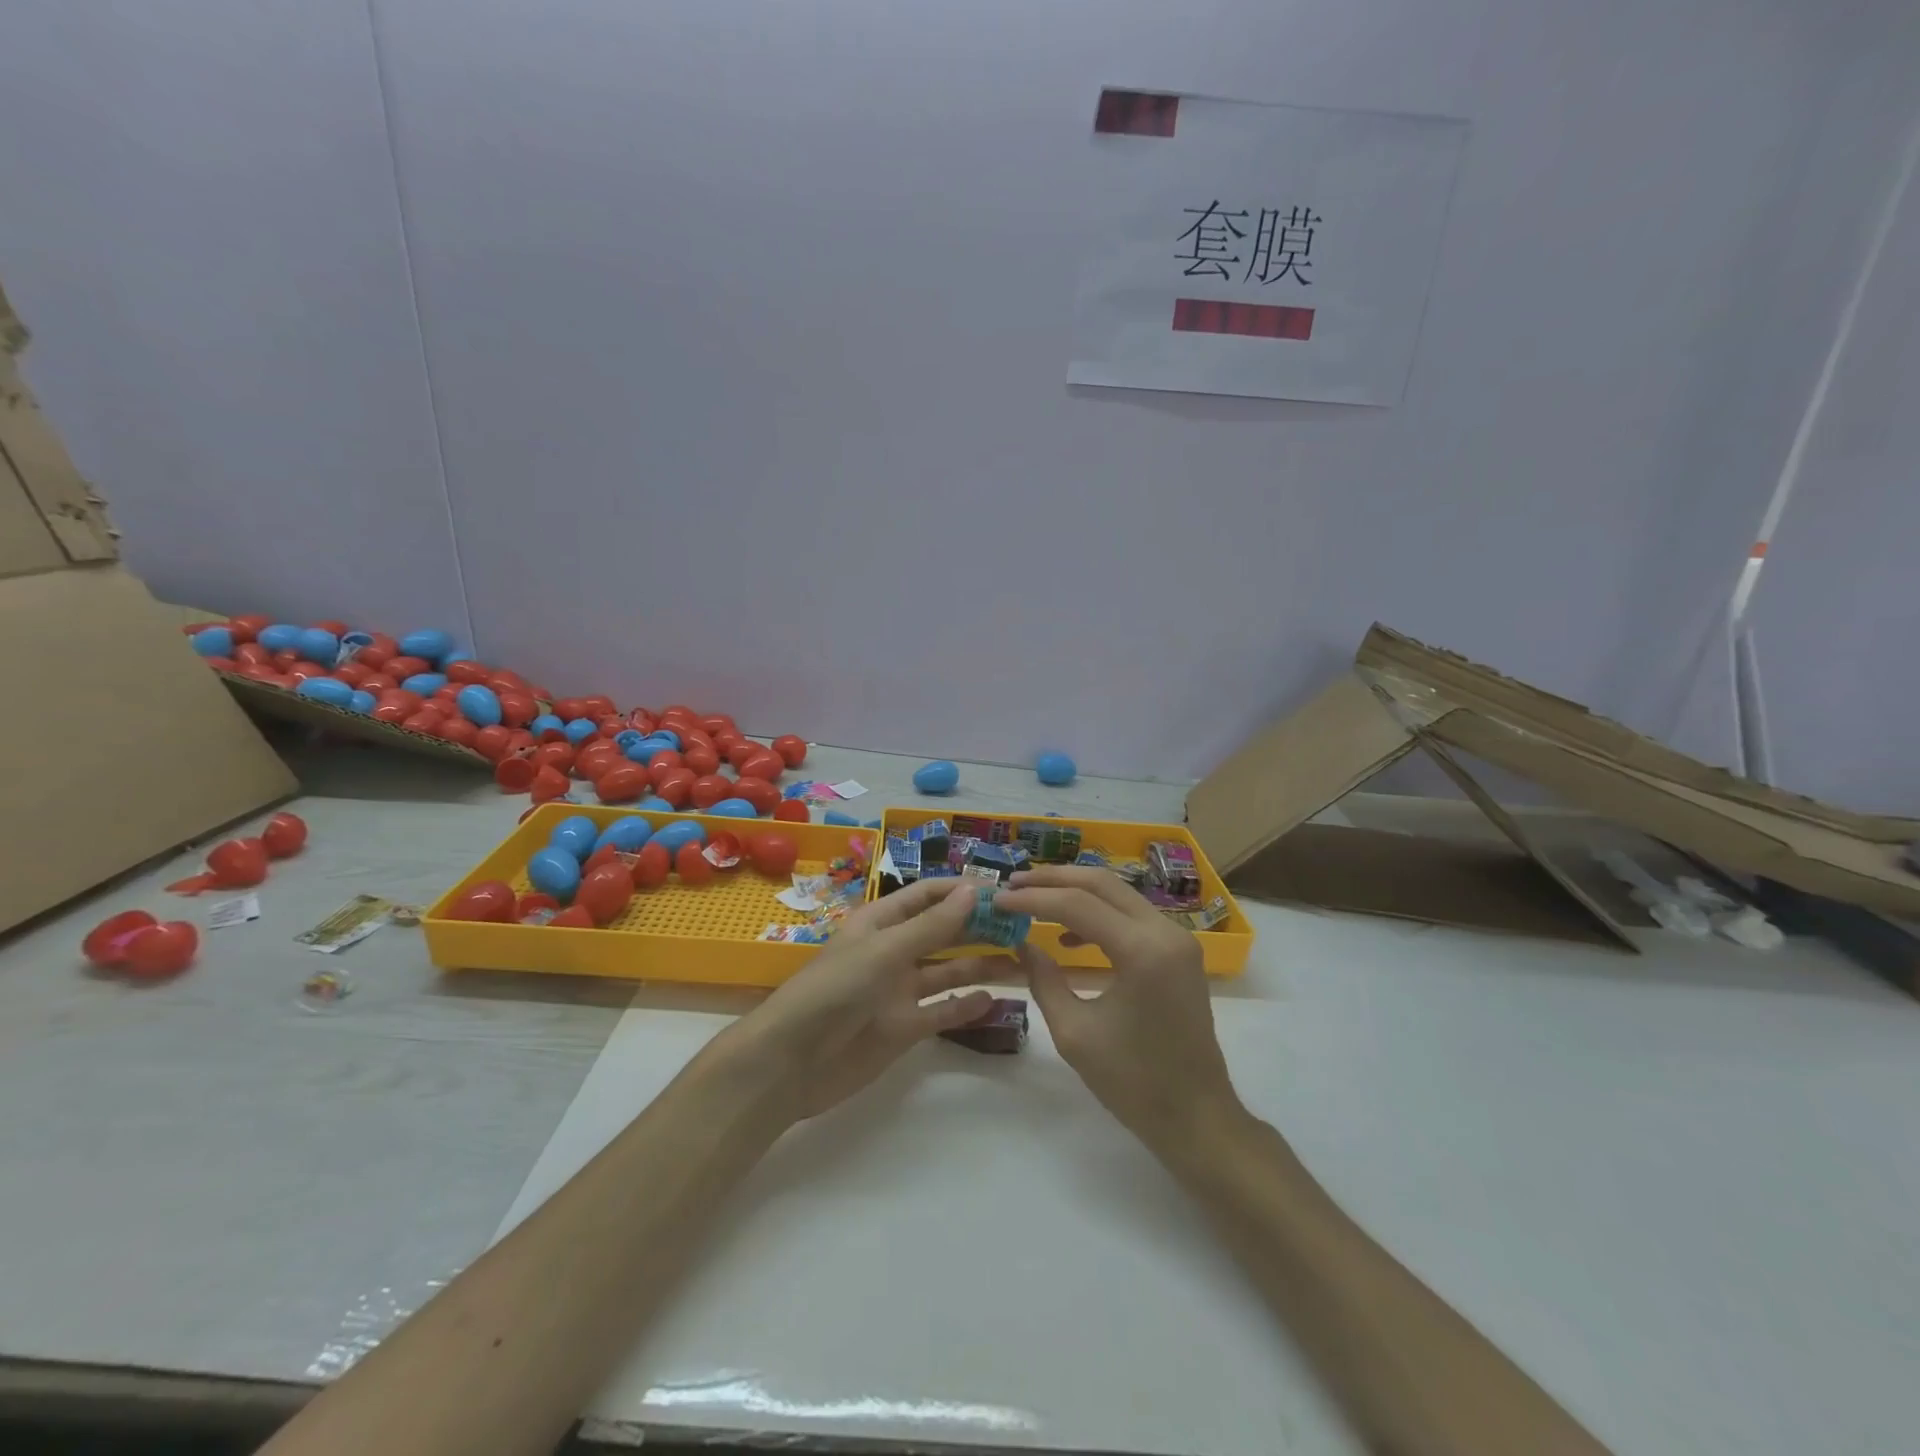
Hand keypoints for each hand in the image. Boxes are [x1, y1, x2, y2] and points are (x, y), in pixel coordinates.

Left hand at [717, 878, 994, 1121]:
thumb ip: (932, 926)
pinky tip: (994, 1000)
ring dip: (980, 965)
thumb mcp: (885, 950)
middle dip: (978, 927)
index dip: (960, 891)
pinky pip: (941, 1012)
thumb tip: (974, 890)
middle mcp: (892, 952)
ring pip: (947, 972)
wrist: (792, 1063)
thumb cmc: (834, 991)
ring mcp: (898, 991)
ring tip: (1020, 962)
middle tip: (1022, 926)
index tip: (1002, 892)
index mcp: (880, 923)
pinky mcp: (903, 1028)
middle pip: (942, 932)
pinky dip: (965, 1006)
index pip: (926, 896)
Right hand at [996, 866, 1240, 1150]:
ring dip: (1075, 891)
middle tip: (1014, 882)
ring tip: (1034, 899)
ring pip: (1119, 894)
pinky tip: (1070, 934)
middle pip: (1102, 884)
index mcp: (1143, 951)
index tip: (999, 899)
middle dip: (1054, 879)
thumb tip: (1022, 941)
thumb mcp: (1073, 1032)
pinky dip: (1098, 913)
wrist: (1197, 1118)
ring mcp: (1178, 939)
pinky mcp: (1179, 951)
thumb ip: (1043, 979)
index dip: (1033, 898)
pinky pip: (1132, 915)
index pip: (1077, 905)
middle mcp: (1166, 932)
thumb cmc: (1133, 1083)